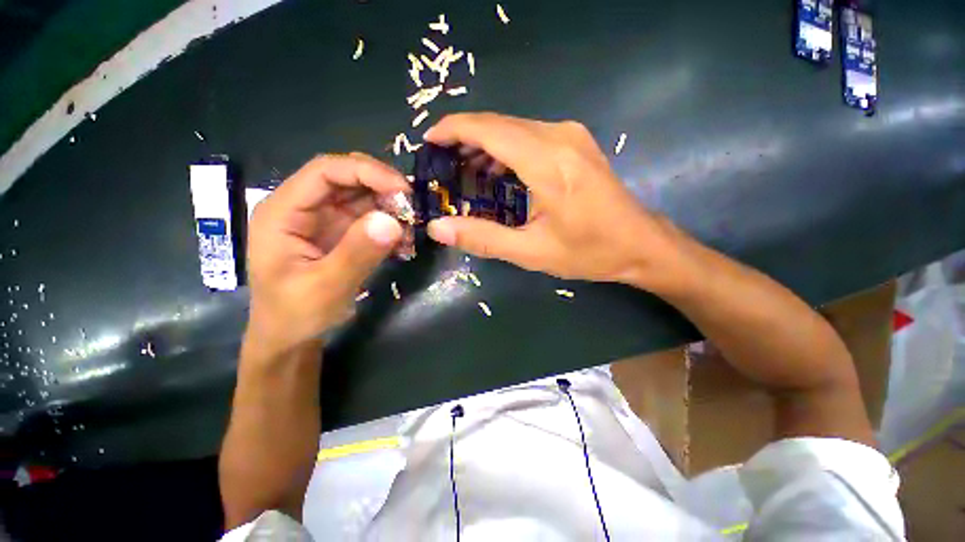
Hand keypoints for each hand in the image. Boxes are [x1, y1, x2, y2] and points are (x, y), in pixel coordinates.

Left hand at [245, 153, 408, 352]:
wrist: (290, 338)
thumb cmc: (295, 315)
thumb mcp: (325, 288)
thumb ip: (356, 254)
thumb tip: (392, 220)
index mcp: (284, 212)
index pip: (325, 171)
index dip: (366, 171)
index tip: (403, 190)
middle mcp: (304, 207)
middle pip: (347, 178)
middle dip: (382, 187)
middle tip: (412, 208)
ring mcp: (324, 220)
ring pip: (363, 196)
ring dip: (390, 207)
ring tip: (411, 229)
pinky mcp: (342, 233)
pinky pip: (370, 217)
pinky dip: (390, 225)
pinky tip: (403, 243)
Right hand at [424, 113, 687, 288]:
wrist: (640, 243)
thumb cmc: (589, 251)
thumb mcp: (531, 252)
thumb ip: (483, 238)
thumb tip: (438, 228)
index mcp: (548, 162)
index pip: (488, 129)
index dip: (453, 130)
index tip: (429, 143)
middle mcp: (559, 137)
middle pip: (498, 124)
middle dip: (464, 139)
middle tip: (442, 166)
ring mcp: (570, 136)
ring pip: (513, 127)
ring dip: (484, 145)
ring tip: (463, 171)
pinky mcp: (575, 143)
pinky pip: (529, 135)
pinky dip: (505, 148)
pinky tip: (496, 170)